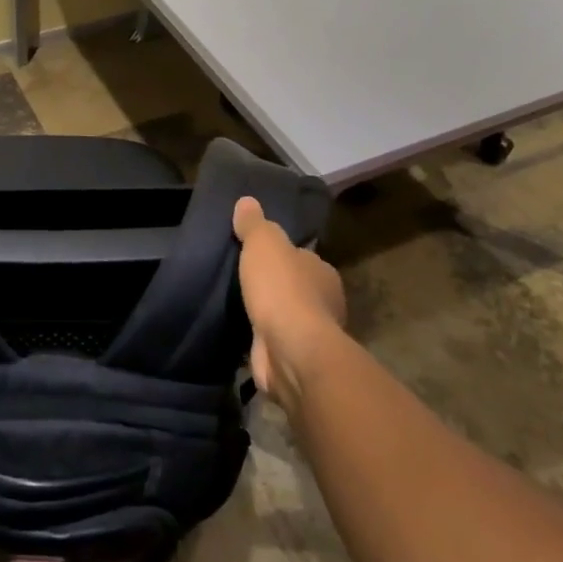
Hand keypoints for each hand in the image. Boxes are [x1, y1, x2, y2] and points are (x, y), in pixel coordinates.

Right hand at [232, 195, 345, 411]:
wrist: (290, 350)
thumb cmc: (282, 289)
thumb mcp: (264, 244)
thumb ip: (255, 224)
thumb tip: (247, 201)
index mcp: (322, 272)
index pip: (302, 257)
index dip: (282, 255)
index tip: (257, 253)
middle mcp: (324, 302)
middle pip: (296, 287)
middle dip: (275, 285)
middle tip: (243, 279)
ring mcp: (310, 334)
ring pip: (286, 316)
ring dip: (268, 313)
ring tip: (238, 306)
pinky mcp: (294, 359)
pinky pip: (274, 342)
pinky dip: (262, 338)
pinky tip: (243, 333)